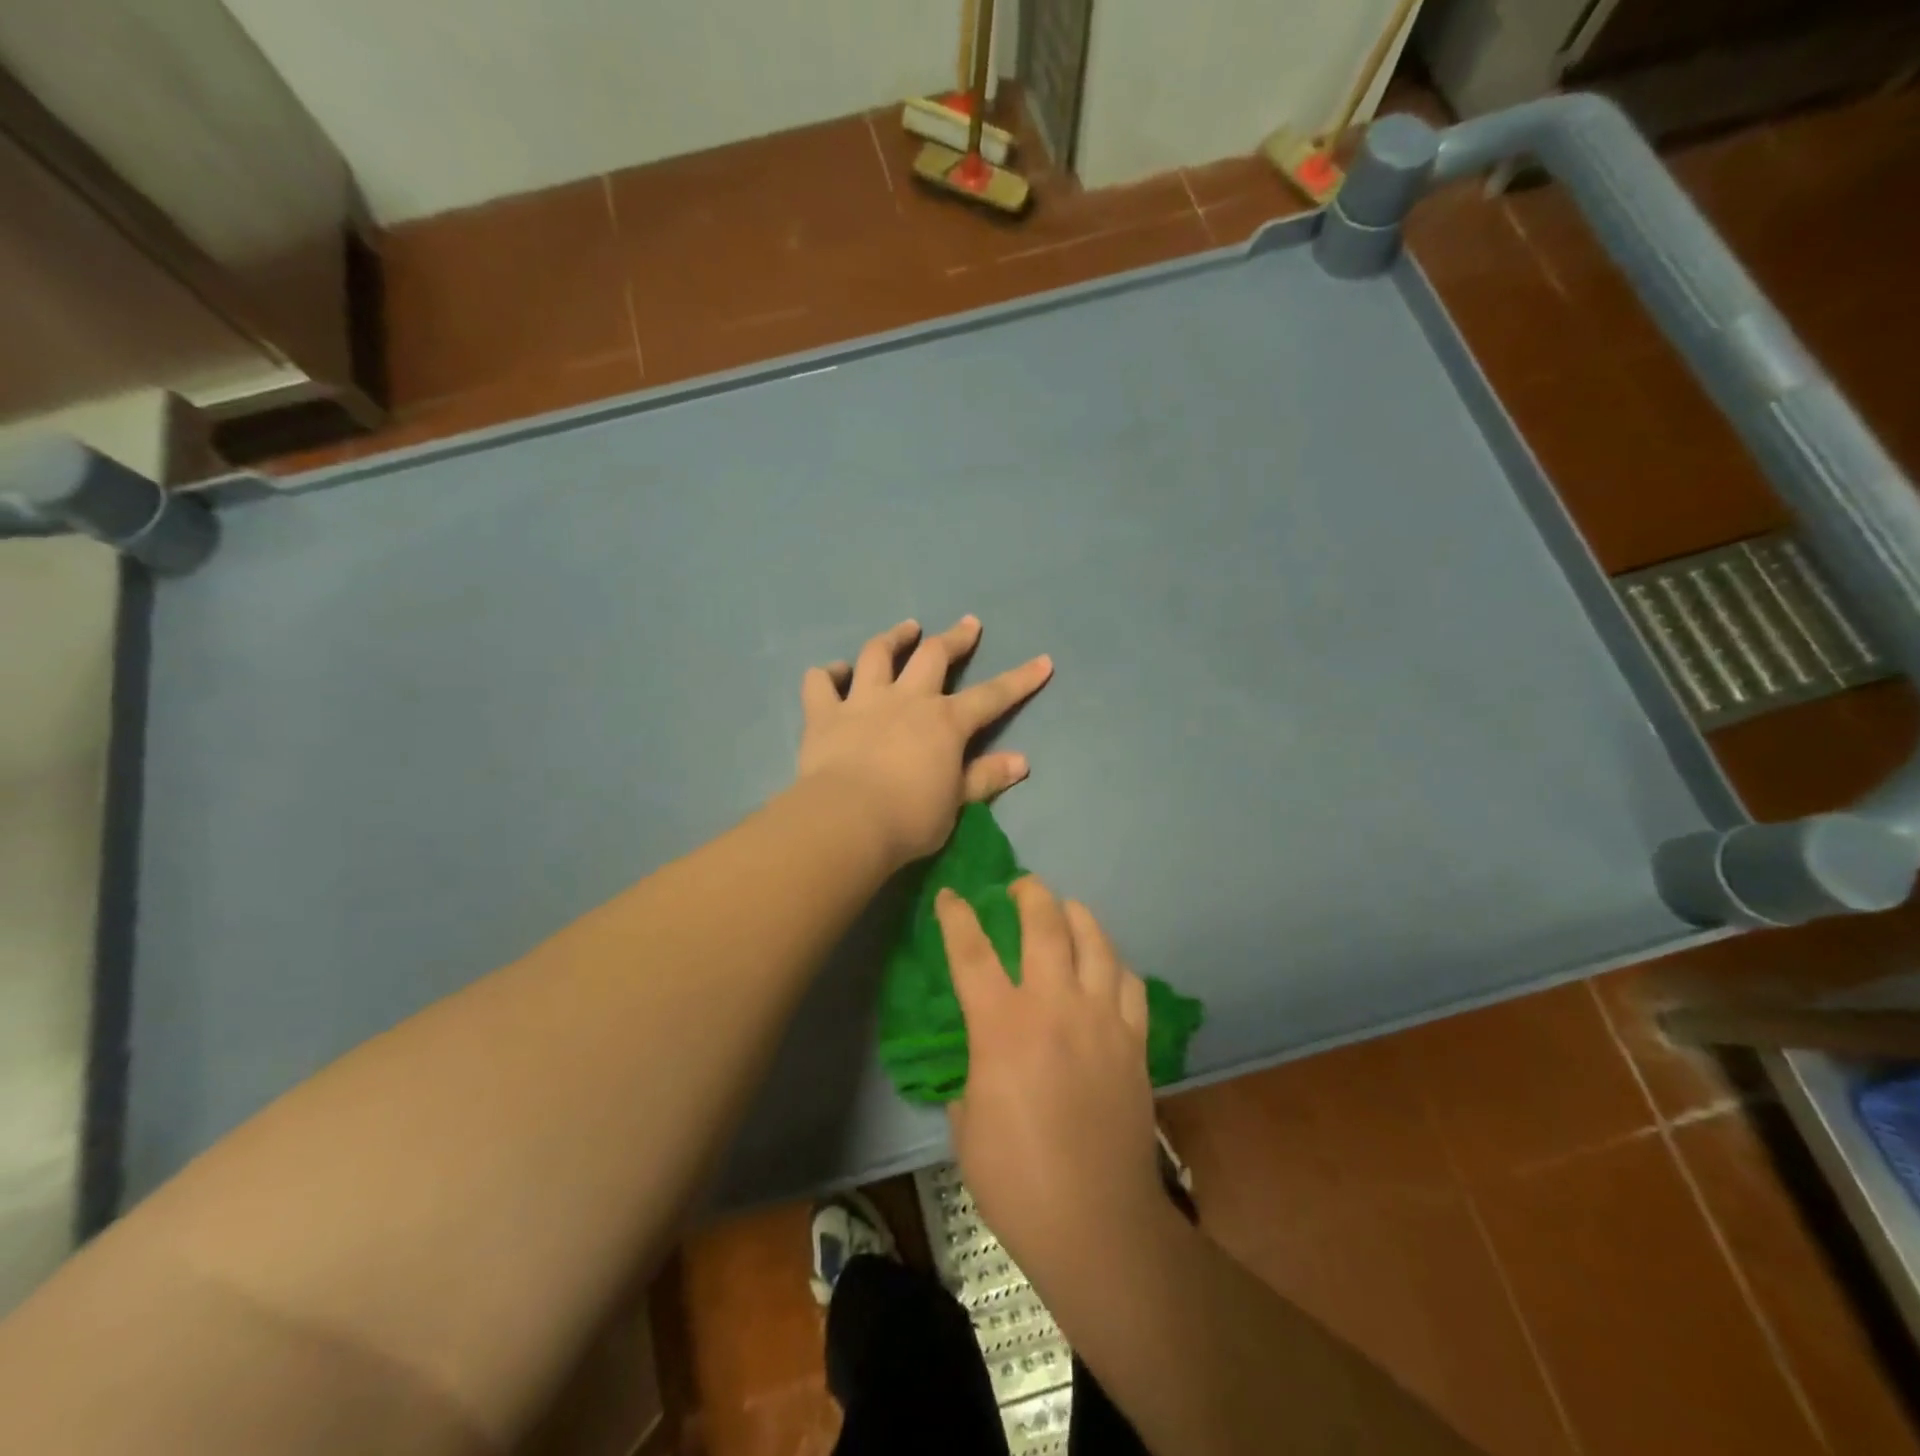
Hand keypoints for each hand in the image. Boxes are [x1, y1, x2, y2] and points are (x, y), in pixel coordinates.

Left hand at [796, 616, 1051, 864]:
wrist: (847, 821)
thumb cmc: (910, 818)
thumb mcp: (956, 804)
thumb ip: (985, 777)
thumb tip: (1022, 761)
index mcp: (945, 722)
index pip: (992, 696)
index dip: (1020, 680)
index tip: (1043, 661)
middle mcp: (907, 700)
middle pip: (933, 656)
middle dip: (955, 638)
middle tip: (967, 624)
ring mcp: (863, 702)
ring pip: (877, 654)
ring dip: (894, 638)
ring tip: (906, 628)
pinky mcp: (824, 714)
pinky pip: (821, 682)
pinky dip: (828, 673)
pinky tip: (834, 672)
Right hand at [937, 878, 1165, 1274]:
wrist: (1097, 1223)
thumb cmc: (1016, 1181)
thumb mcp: (967, 1127)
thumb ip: (971, 1078)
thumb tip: (982, 1062)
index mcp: (1002, 1026)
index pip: (971, 952)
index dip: (956, 917)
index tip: (949, 895)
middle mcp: (1055, 1007)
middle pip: (1045, 926)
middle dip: (1030, 894)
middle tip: (1021, 886)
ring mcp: (1101, 1020)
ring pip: (1096, 943)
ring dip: (1078, 916)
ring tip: (1067, 909)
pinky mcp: (1135, 1041)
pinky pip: (1129, 983)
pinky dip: (1114, 965)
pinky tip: (1106, 967)